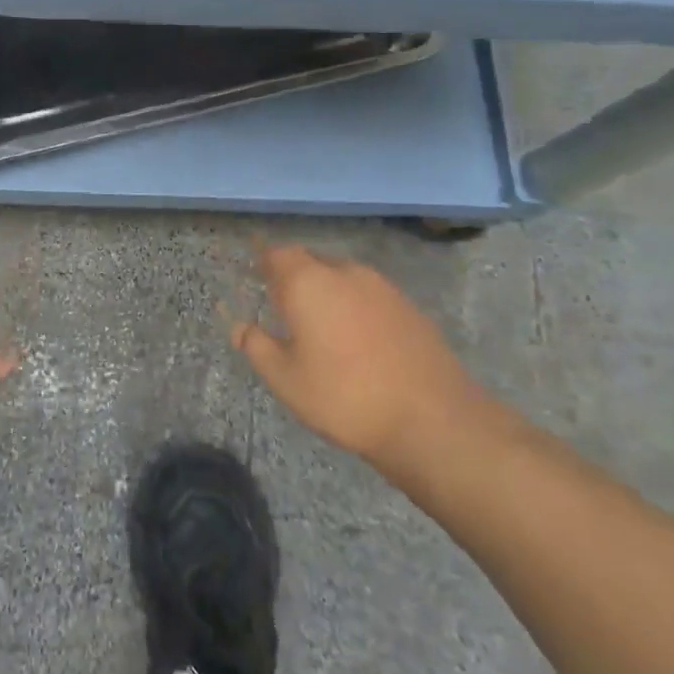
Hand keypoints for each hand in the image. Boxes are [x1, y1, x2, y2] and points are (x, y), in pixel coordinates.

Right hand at [231, 245, 493, 481]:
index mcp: (309, 283)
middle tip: (284, 307)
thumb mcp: (286, 379)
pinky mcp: (410, 307)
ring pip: (343, 277)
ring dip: (327, 291)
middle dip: (295, 277)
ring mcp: (383, 288)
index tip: (256, 278)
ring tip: (320, 326)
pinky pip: (369, 295)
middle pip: (312, 261)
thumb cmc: (344, 396)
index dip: (265, 263)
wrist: (432, 419)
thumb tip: (240, 326)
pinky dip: (355, 306)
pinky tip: (357, 340)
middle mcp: (346, 273)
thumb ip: (257, 346)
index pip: (278, 254)